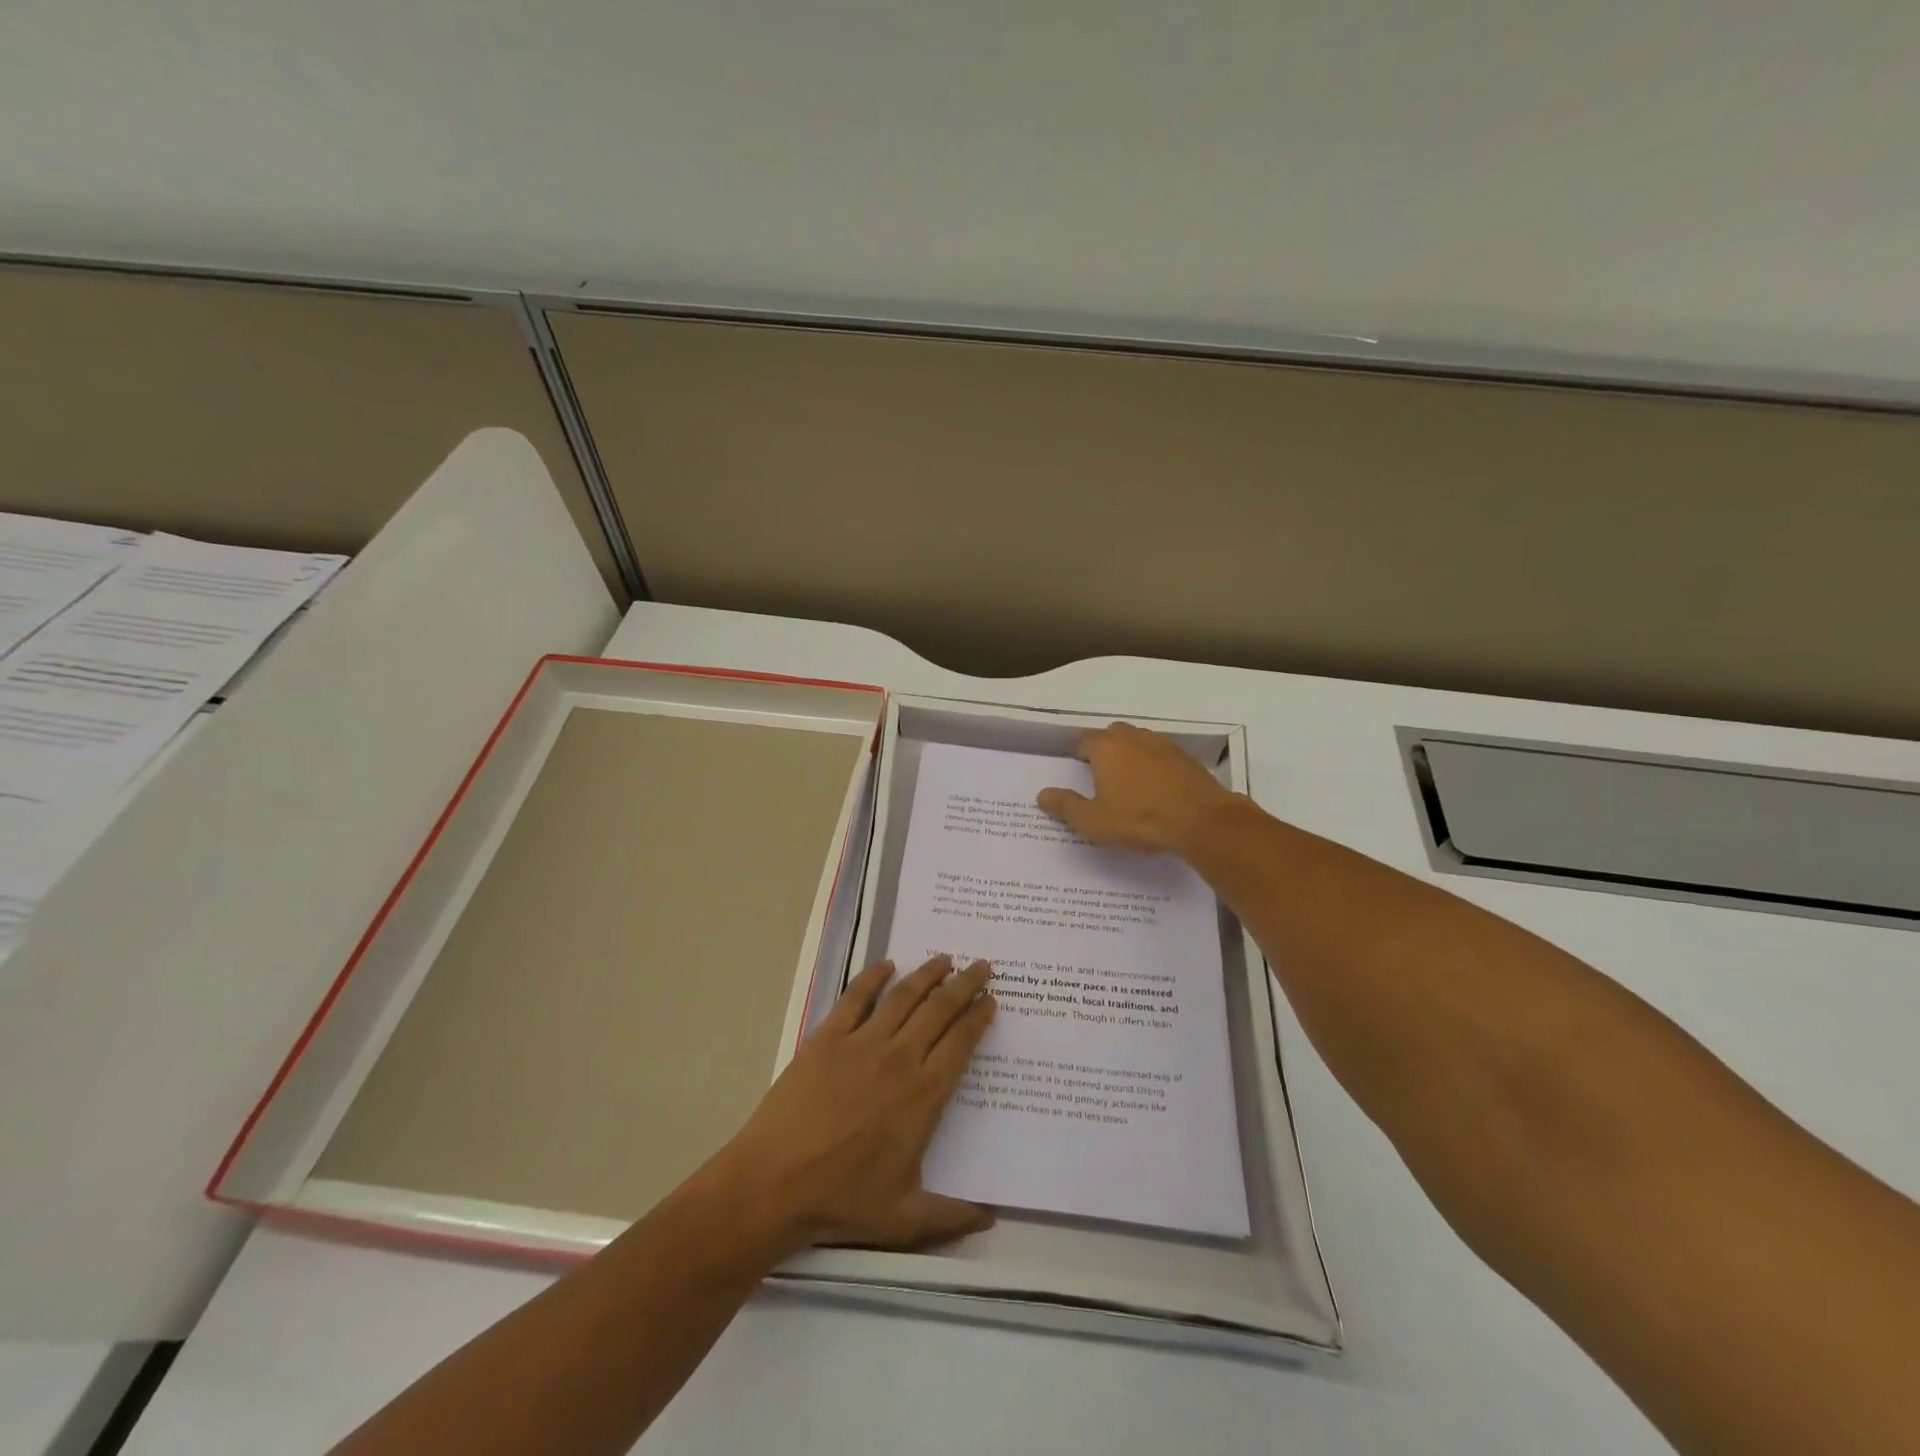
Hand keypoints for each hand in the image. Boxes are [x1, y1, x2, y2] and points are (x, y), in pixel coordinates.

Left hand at [710, 955, 996, 1253]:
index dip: (978, 1018)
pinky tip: (886, 965)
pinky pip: (856, 997)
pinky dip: (873, 977)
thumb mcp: (904, 1219)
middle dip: (964, 984)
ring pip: (904, 996)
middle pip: (940, 1010)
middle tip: (980, 966)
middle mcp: (900, 1058)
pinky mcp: (827, 1037)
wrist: (773, 1184)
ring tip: (944, 959)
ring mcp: (862, 1043)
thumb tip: (992, 1219)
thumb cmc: (841, 1201)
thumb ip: (951, 1216)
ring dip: (927, 974)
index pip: (961, 1044)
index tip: (990, 999)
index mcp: (923, 1095)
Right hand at [1037, 721, 1237, 854]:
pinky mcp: (1186, 758)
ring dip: (1131, 758)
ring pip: (1138, 744)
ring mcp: (1163, 745)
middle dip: (1104, 752)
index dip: (1078, 755)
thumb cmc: (1139, 819)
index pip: (1083, 741)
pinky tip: (1156, 791)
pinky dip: (1154, 768)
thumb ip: (1065, 806)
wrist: (1201, 821)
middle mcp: (1133, 737)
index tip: (1077, 773)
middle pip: (1112, 736)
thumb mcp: (1093, 821)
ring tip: (1128, 785)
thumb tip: (1042, 794)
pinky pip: (1161, 757)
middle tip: (1100, 779)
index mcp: (1106, 747)